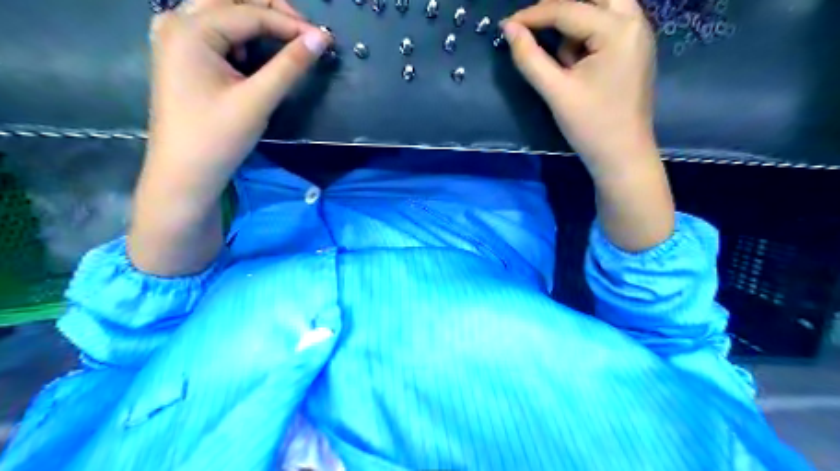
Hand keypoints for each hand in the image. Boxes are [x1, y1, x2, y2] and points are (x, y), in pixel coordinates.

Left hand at [143, 0, 330, 202]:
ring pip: (221, 11)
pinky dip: (238, 34)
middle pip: (231, 0)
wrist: (184, 173)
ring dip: (255, 20)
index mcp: (190, 30)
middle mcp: (176, 22)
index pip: (249, 13)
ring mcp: (174, 38)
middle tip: (306, 34)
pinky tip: (250, 54)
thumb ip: (290, 66)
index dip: (291, 24)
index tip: (324, 39)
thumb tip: (320, 39)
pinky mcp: (180, 56)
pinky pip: (212, 29)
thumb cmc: (218, 137)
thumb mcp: (257, 100)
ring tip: (286, 40)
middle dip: (272, 12)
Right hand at [500, 0, 658, 177]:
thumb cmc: (590, 125)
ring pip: (602, 7)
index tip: (507, 25)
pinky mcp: (634, 50)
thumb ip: (530, 58)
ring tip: (563, 60)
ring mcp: (638, 35)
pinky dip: (586, 35)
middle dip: (561, 7)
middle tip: (535, 24)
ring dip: (575, 21)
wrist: (622, 156)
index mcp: (619, 30)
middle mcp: (636, 22)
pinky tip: (577, 65)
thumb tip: (509, 29)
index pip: (568, 9)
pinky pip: (606, 26)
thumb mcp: (556, 92)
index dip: (533, 14)